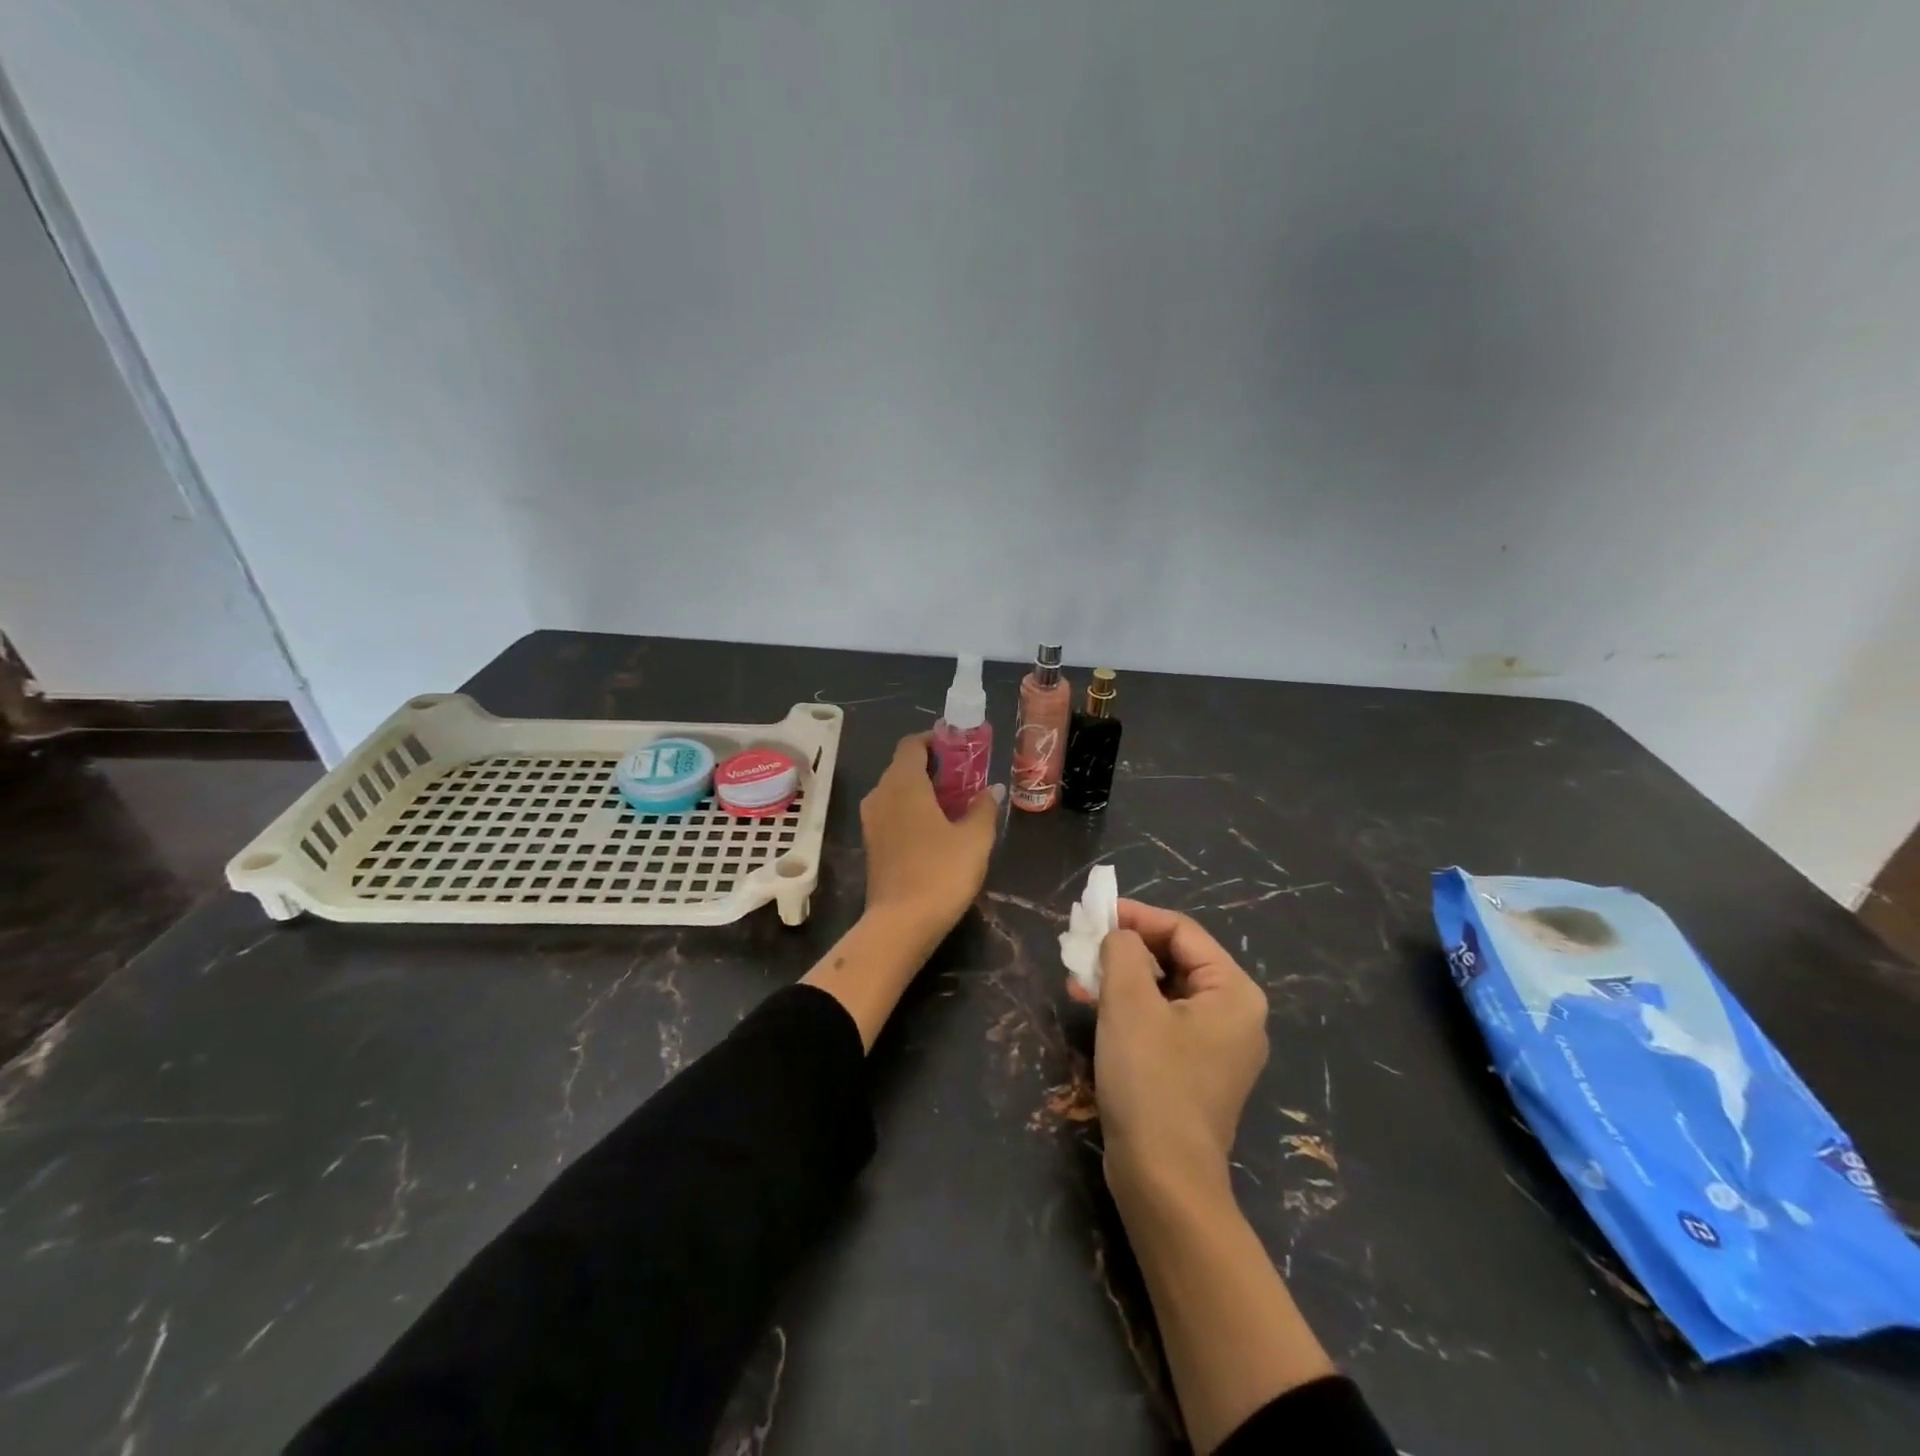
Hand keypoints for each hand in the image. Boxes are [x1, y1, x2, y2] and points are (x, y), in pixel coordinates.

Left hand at [860, 733, 1000, 947]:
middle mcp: (881, 794)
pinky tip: (936, 829)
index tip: (959, 747)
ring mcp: (871, 821)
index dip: (934, 740)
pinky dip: (911, 810)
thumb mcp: (975, 839)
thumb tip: (992, 788)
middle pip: (903, 766)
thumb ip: (984, 808)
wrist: (900, 924)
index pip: (912, 744)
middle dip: (933, 766)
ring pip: (896, 791)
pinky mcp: (871, 844)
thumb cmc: (941, 873)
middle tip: (964, 777)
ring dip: (922, 790)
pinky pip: (892, 812)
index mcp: (903, 783)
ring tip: (954, 804)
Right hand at [1076, 900, 1268, 1188]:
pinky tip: (1093, 1007)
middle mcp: (1235, 1014)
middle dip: (1124, 949)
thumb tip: (1118, 935)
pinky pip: (1162, 1020)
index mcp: (1234, 992)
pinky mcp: (1194, 1070)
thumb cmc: (1151, 1079)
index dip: (1136, 916)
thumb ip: (1122, 951)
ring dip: (1120, 978)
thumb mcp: (1129, 1003)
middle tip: (1082, 946)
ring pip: (1164, 990)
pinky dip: (1129, 1008)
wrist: (1163, 1179)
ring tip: (1078, 978)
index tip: (1094, 914)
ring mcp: (1217, 1046)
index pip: (1182, 931)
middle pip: (1175, 959)